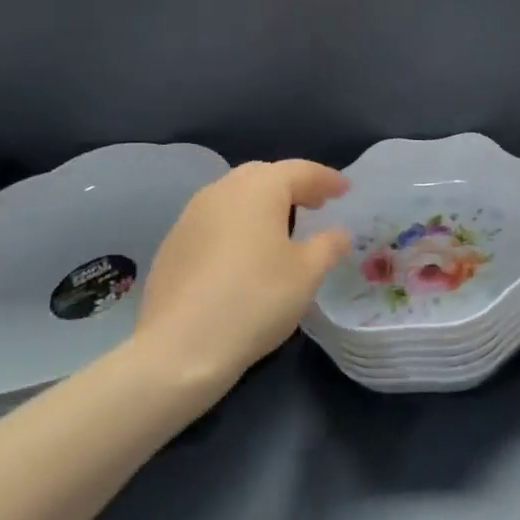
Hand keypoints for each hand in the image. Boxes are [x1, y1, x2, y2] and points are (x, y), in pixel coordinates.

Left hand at [135, 160, 350, 382]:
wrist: (180, 348)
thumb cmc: (255, 300)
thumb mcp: (307, 274)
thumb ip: (328, 246)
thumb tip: (339, 233)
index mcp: (258, 189)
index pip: (300, 171)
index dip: (326, 179)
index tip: (346, 190)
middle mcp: (221, 191)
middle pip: (264, 175)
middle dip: (293, 186)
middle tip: (317, 204)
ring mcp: (190, 217)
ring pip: (235, 196)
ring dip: (263, 204)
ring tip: (283, 226)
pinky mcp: (173, 245)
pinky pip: (215, 221)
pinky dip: (238, 225)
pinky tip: (245, 254)